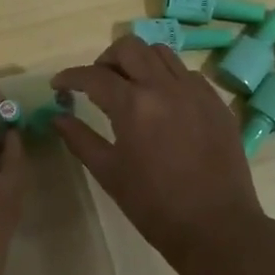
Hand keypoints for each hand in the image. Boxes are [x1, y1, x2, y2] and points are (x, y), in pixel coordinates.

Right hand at [53, 36, 270, 270]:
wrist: (216, 226)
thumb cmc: (154, 205)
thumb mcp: (109, 173)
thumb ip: (80, 138)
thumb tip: (57, 117)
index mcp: (133, 104)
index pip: (93, 75)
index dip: (70, 76)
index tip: (58, 85)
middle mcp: (165, 86)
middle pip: (129, 47)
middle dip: (105, 59)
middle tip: (97, 83)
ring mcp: (195, 91)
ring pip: (161, 53)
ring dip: (139, 62)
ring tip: (131, 87)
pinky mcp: (216, 102)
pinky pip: (187, 73)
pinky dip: (168, 77)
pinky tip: (164, 103)